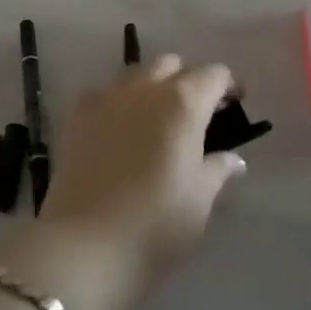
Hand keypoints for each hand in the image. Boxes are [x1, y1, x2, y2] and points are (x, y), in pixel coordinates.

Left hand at [0, 56, 244, 309]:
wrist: (85, 245)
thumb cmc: (156, 224)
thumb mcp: (199, 200)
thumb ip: (217, 169)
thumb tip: (232, 158)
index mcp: (183, 102)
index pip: (213, 74)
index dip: (228, 86)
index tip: (234, 105)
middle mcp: (143, 88)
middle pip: (170, 64)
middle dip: (187, 80)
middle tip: (197, 113)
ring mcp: (105, 99)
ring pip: (135, 74)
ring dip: (152, 87)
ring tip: (158, 119)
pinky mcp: (76, 117)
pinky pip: (103, 94)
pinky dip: (117, 102)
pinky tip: (120, 129)